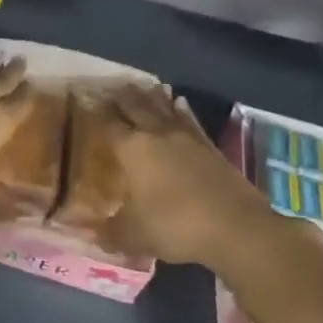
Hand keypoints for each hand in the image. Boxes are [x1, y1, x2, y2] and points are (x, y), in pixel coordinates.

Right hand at [100, 84, 280, 267]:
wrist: (237, 229)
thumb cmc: (175, 226)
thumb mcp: (134, 235)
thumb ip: (108, 232)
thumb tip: (85, 233)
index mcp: (132, 149)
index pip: (108, 124)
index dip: (96, 112)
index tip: (86, 100)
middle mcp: (157, 135)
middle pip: (136, 107)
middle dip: (121, 97)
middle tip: (110, 87)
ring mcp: (187, 139)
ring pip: (164, 109)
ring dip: (151, 97)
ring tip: (141, 86)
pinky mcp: (211, 148)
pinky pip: (190, 121)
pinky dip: (181, 110)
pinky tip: (179, 103)